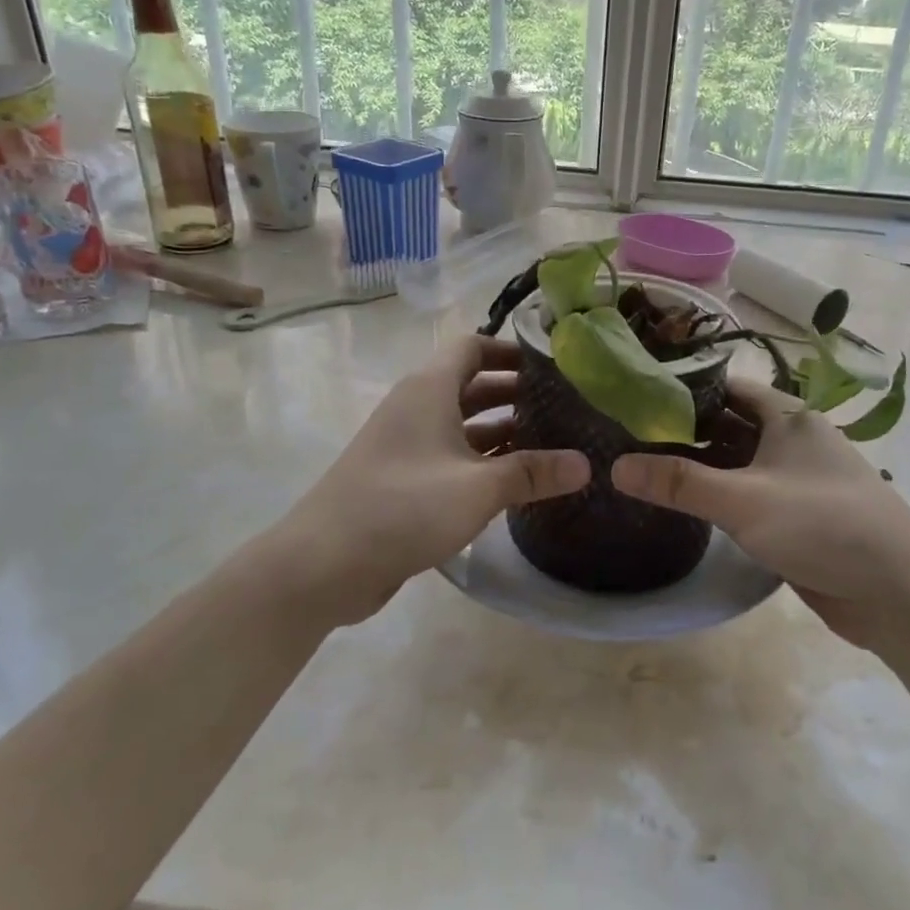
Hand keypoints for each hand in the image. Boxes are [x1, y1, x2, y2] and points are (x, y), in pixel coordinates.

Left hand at [269, 335, 589, 629]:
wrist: (323, 563)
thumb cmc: (404, 507)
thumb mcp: (478, 487)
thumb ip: (532, 473)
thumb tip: (586, 465)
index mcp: (428, 389)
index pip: (473, 346)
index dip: (510, 349)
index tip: (551, 364)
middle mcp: (415, 408)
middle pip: (470, 384)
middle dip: (513, 392)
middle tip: (562, 406)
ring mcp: (406, 445)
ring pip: (461, 424)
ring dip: (500, 429)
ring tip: (549, 442)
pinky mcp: (401, 480)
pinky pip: (449, 457)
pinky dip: (480, 460)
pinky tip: (513, 481)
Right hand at [612, 379, 909, 647]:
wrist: (900, 594)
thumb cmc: (824, 526)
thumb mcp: (744, 500)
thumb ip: (679, 483)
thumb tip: (616, 467)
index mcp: (787, 416)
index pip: (725, 386)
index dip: (682, 387)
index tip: (635, 395)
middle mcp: (791, 439)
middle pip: (727, 423)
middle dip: (682, 428)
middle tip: (626, 434)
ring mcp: (794, 480)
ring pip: (735, 461)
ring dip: (697, 464)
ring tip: (641, 465)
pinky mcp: (794, 516)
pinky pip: (746, 494)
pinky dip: (716, 495)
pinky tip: (681, 505)